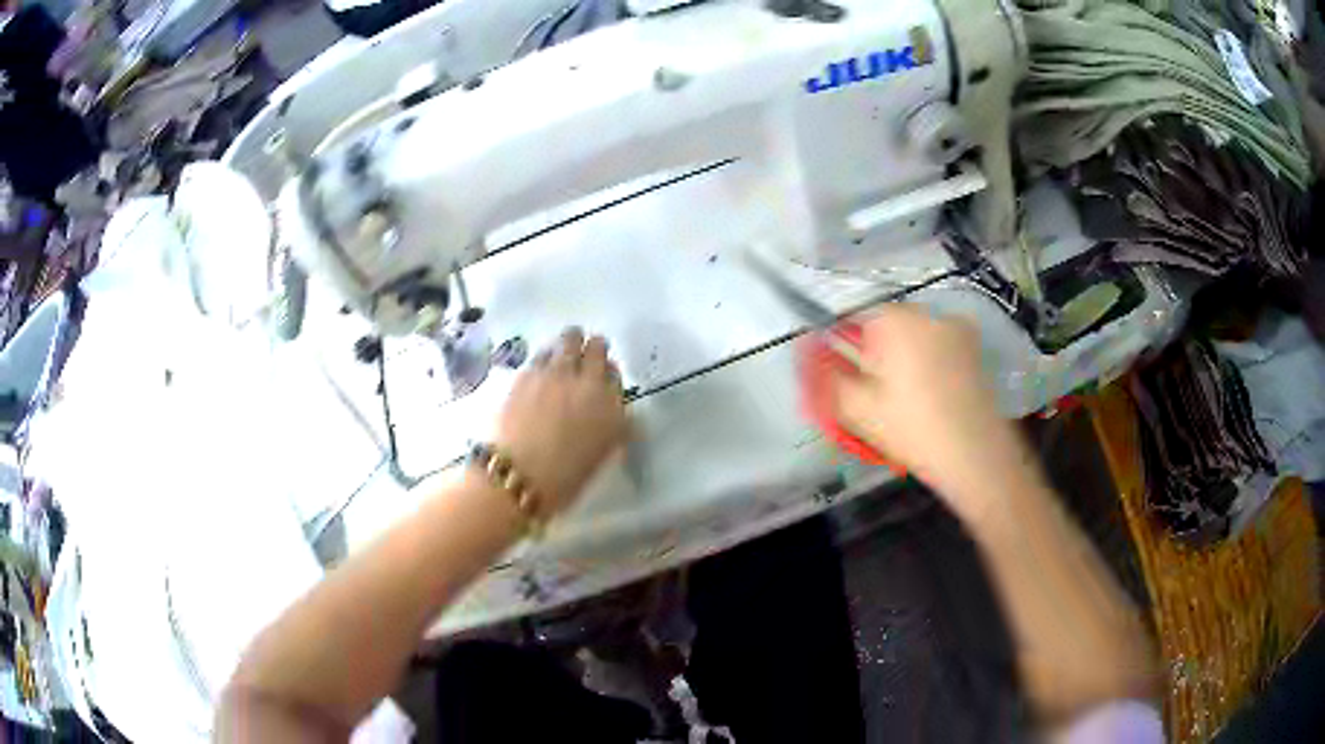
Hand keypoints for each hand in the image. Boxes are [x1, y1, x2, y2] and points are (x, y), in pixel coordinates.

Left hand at [494, 328, 627, 515]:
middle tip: (584, 356)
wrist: (518, 477)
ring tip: (562, 355)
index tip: (601, 378)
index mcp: (611, 407)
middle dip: (591, 348)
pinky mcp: (526, 373)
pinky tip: (540, 369)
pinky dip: (545, 356)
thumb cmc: (563, 479)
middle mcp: (588, 382)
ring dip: (568, 344)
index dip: (608, 373)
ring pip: (567, 340)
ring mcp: (555, 373)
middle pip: (596, 347)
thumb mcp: (600, 456)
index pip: (616, 374)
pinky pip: (542, 353)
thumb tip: (613, 413)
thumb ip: (611, 428)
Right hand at [832, 305, 1033, 517]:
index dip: (841, 346)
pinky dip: (927, 363)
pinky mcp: (973, 348)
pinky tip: (929, 397)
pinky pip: (938, 346)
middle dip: (872, 354)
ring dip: (900, 359)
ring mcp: (956, 328)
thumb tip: (806, 352)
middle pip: (884, 326)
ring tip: (901, 402)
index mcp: (894, 319)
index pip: (852, 318)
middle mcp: (926, 312)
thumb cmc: (912, 429)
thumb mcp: (856, 408)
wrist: (976, 456)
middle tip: (871, 396)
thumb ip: (825, 375)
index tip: (841, 376)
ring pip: (912, 337)